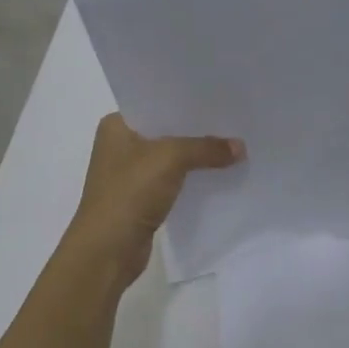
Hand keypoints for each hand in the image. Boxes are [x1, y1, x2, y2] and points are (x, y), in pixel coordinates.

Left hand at [64, 114, 242, 290]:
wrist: (107, 251)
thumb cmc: (129, 193)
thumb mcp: (171, 159)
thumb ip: (206, 148)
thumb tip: (241, 147)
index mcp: (117, 126)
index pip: (157, 103)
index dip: (187, 101)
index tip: (220, 96)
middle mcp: (120, 145)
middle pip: (167, 130)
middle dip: (197, 129)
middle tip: (233, 119)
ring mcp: (130, 173)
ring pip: (171, 156)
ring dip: (197, 155)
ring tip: (233, 145)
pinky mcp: (141, 198)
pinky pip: (173, 180)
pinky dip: (193, 177)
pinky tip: (219, 174)